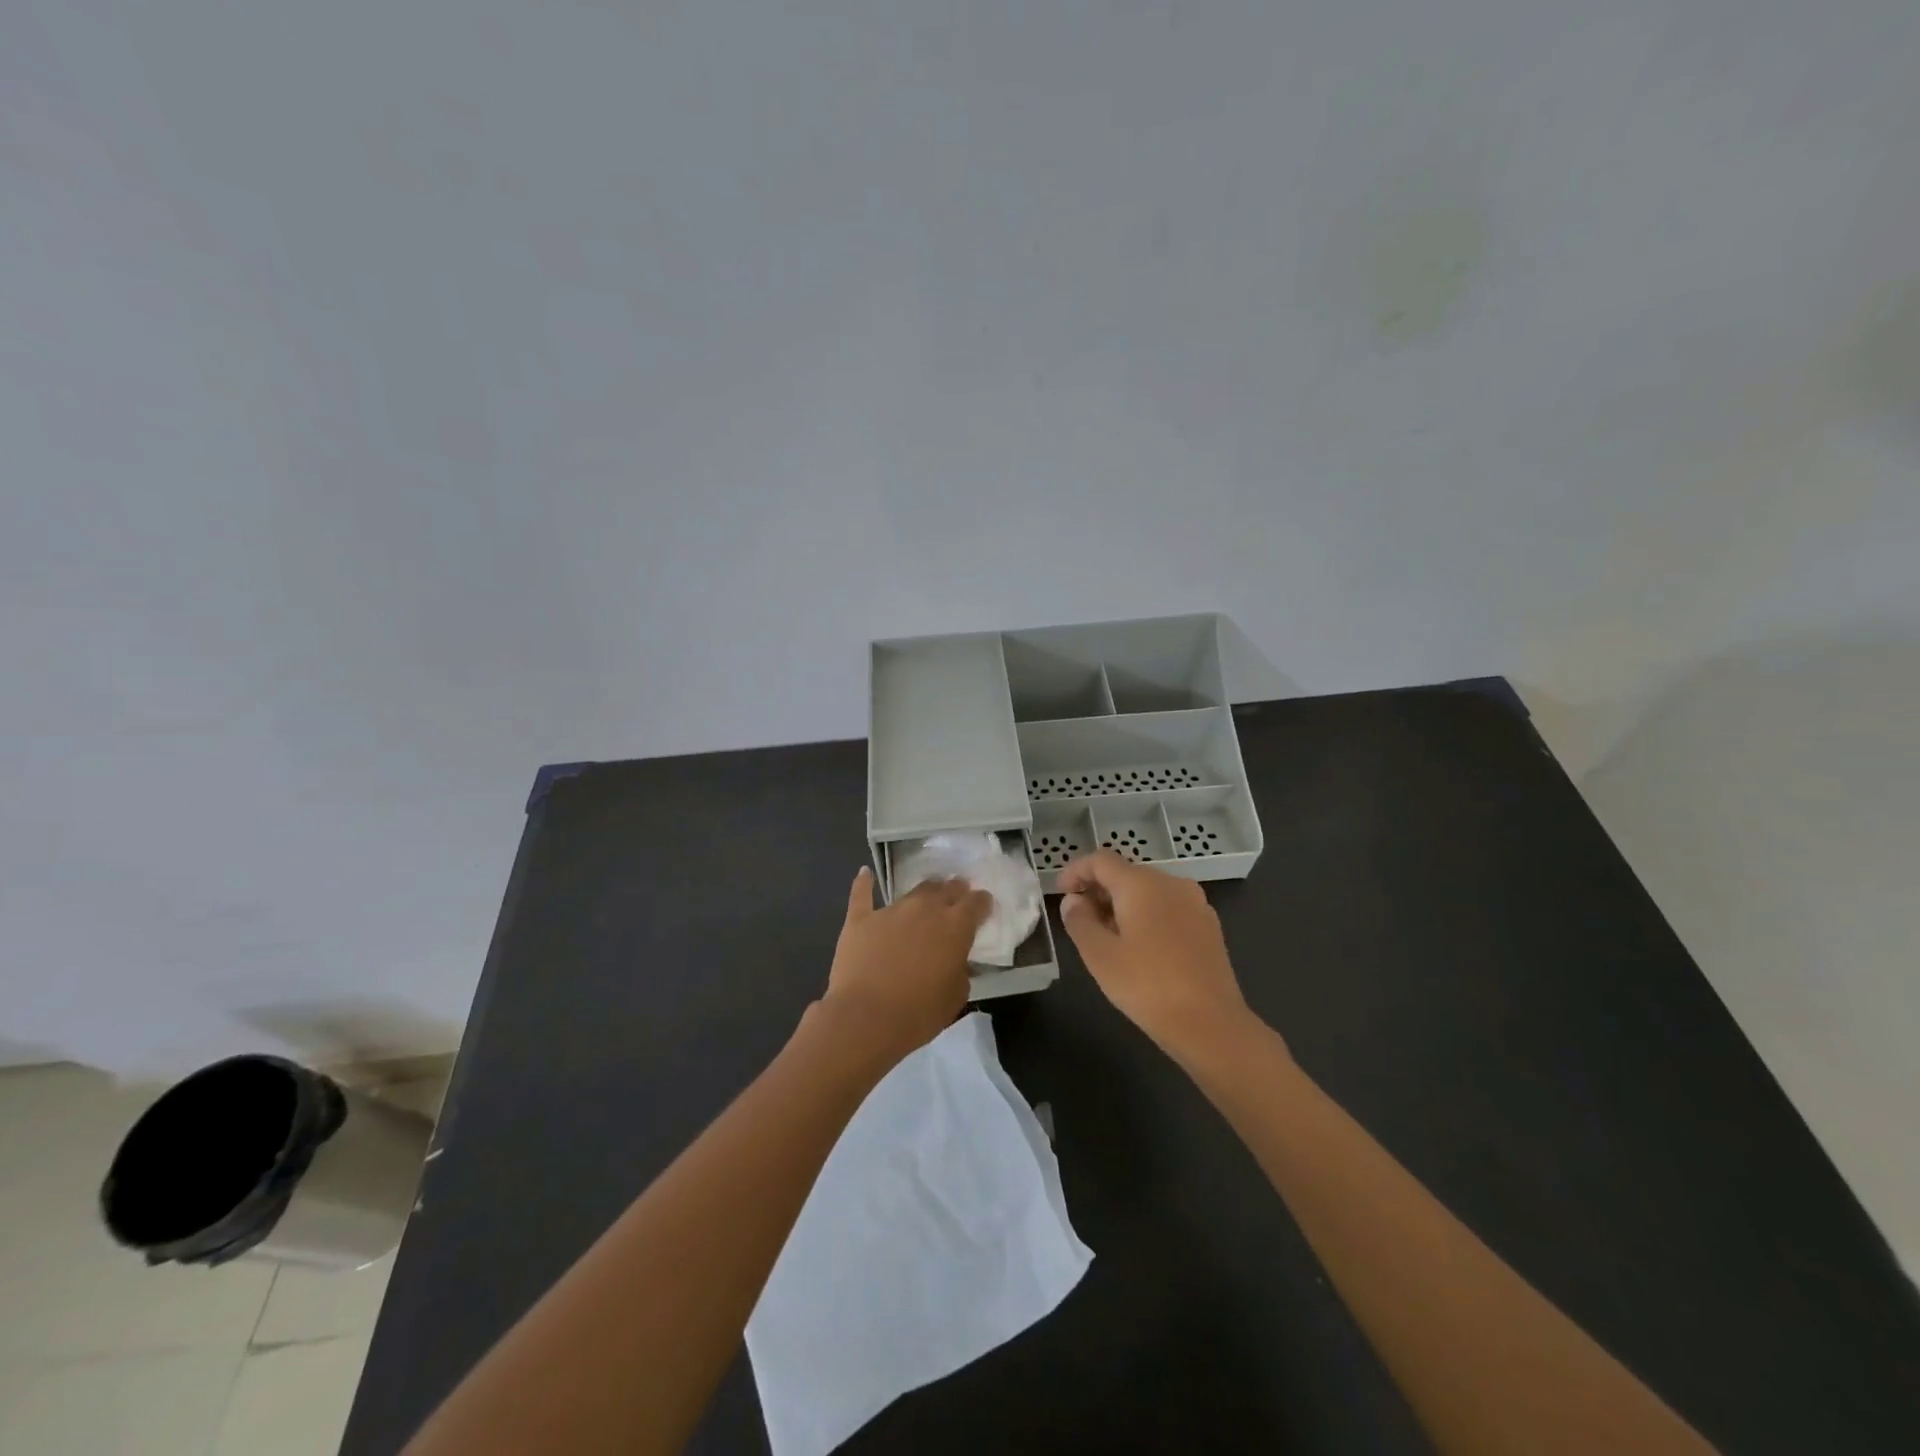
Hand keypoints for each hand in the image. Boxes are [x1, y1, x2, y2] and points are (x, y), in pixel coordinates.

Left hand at [821, 867, 989, 1066]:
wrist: (867, 1017)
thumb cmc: (920, 1013)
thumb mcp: (956, 996)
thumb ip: (960, 969)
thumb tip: (953, 961)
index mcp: (956, 926)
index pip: (976, 903)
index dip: (982, 902)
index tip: (984, 905)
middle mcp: (926, 909)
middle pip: (946, 889)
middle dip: (955, 890)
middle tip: (957, 893)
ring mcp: (891, 910)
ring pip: (913, 892)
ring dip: (924, 893)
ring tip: (927, 895)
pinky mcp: (861, 919)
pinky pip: (862, 894)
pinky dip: (864, 883)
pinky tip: (865, 874)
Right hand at [1057, 850, 1255, 1058]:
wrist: (1211, 1025)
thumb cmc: (1147, 986)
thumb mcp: (1100, 955)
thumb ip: (1079, 921)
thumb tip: (1074, 901)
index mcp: (1142, 884)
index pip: (1101, 860)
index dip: (1076, 871)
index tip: (1060, 892)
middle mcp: (1171, 883)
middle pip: (1126, 873)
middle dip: (1099, 890)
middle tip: (1080, 920)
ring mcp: (1195, 903)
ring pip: (1149, 892)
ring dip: (1123, 905)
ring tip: (1107, 937)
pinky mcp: (1209, 926)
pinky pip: (1169, 908)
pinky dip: (1147, 917)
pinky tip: (1140, 948)